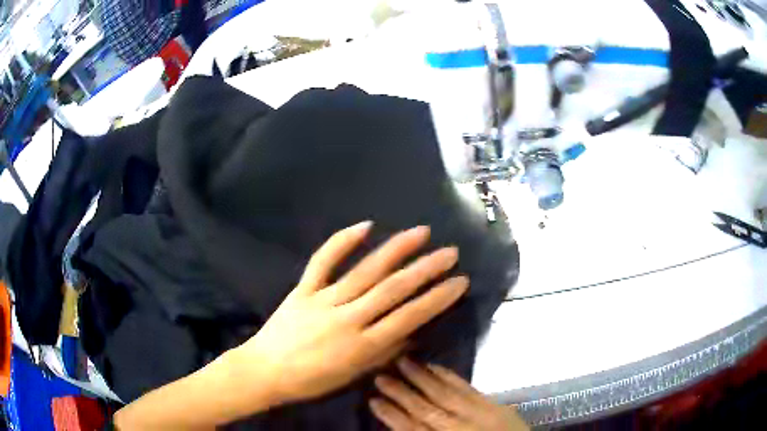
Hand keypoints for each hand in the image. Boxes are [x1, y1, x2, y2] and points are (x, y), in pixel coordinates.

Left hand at [227, 222, 468, 406]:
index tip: (460, 281)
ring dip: (396, 249)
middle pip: (393, 289)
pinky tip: (365, 225)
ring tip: (421, 232)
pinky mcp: (303, 289)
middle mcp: (348, 319)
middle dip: (426, 269)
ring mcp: (324, 300)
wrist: (265, 370)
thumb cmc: (311, 380)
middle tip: (450, 252)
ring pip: (365, 271)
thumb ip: (383, 352)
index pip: (409, 317)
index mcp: (363, 346)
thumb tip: (411, 332)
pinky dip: (342, 241)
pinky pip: (322, 261)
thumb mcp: (353, 374)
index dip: (438, 298)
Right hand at [370, 357, 528, 430]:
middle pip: (427, 408)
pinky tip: (436, 367)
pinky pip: (468, 388)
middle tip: (380, 375)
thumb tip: (402, 423)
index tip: (373, 400)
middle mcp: (461, 426)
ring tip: (402, 361)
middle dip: (402, 392)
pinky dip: (450, 377)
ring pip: (446, 394)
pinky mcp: (494, 404)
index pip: (414, 428)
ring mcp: (480, 412)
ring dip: (423, 378)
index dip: (392, 415)